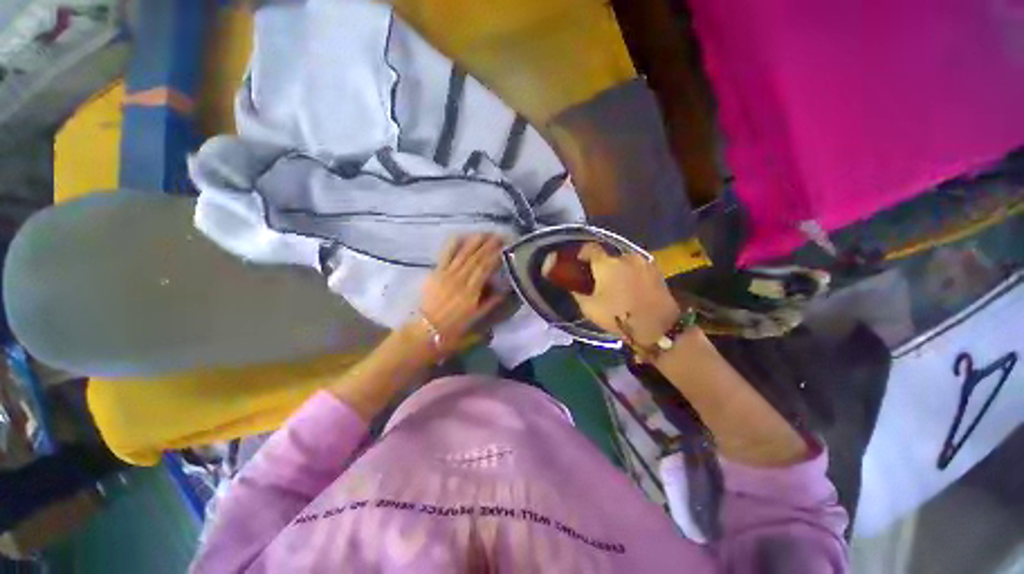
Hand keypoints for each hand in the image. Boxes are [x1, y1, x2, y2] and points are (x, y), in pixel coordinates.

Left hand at [416, 234, 504, 355]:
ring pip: (464, 252)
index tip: (506, 246)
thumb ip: (491, 302)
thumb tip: (503, 288)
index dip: (496, 255)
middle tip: (500, 235)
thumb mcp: (477, 317)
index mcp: (471, 290)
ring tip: (486, 233)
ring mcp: (447, 273)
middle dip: (490, 244)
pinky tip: (462, 235)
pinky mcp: (436, 271)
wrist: (427, 329)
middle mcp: (460, 278)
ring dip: (475, 240)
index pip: (486, 267)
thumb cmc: (454, 327)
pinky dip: (454, 243)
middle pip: (477, 257)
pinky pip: (446, 253)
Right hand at [572, 243, 680, 346]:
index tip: (579, 262)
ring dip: (619, 270)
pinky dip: (632, 274)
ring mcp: (644, 262)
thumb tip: (574, 286)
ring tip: (617, 285)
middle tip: (599, 280)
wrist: (658, 327)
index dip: (582, 253)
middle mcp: (626, 257)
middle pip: (609, 256)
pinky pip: (638, 268)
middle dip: (602, 266)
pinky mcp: (657, 271)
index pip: (590, 248)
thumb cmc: (619, 316)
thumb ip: (578, 293)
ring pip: (625, 262)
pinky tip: (632, 288)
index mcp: (607, 264)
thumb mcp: (590, 308)